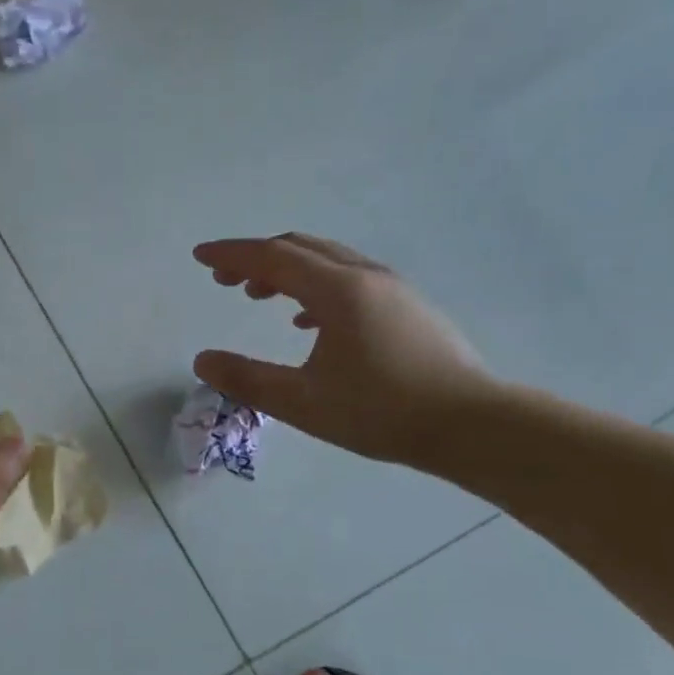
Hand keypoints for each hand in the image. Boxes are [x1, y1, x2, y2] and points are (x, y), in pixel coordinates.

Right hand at [192, 234, 495, 464]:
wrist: (474, 425)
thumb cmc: (382, 412)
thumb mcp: (303, 402)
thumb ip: (247, 379)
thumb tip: (202, 360)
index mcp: (337, 291)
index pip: (272, 257)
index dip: (231, 255)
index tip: (200, 257)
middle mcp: (365, 276)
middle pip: (299, 248)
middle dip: (256, 258)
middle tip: (224, 279)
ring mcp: (391, 289)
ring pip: (326, 261)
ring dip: (286, 270)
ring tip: (258, 295)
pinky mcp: (407, 307)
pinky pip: (349, 279)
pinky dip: (315, 287)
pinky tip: (307, 321)